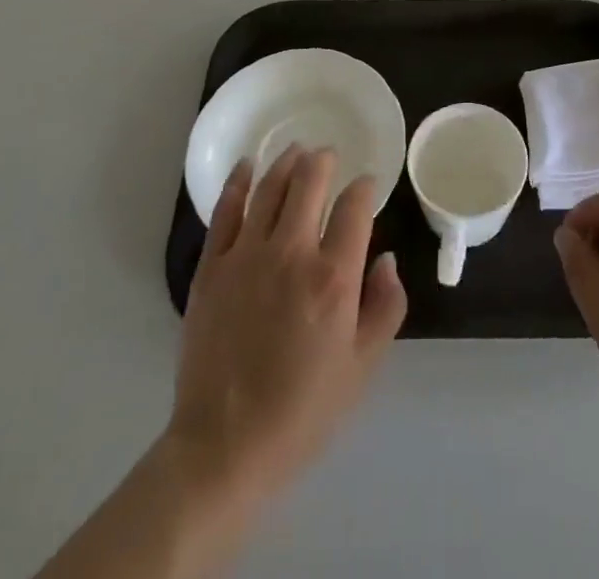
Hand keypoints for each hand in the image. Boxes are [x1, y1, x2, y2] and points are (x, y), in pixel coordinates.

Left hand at [169, 146, 407, 504]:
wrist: (224, 447)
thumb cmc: (303, 411)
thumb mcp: (363, 367)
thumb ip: (385, 306)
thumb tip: (386, 259)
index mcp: (333, 277)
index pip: (354, 207)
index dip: (363, 188)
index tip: (366, 185)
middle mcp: (291, 252)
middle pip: (310, 182)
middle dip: (324, 161)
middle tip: (329, 156)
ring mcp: (246, 255)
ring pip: (271, 186)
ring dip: (287, 162)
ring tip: (297, 150)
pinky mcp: (211, 266)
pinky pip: (226, 209)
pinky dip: (239, 181)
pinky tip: (248, 165)